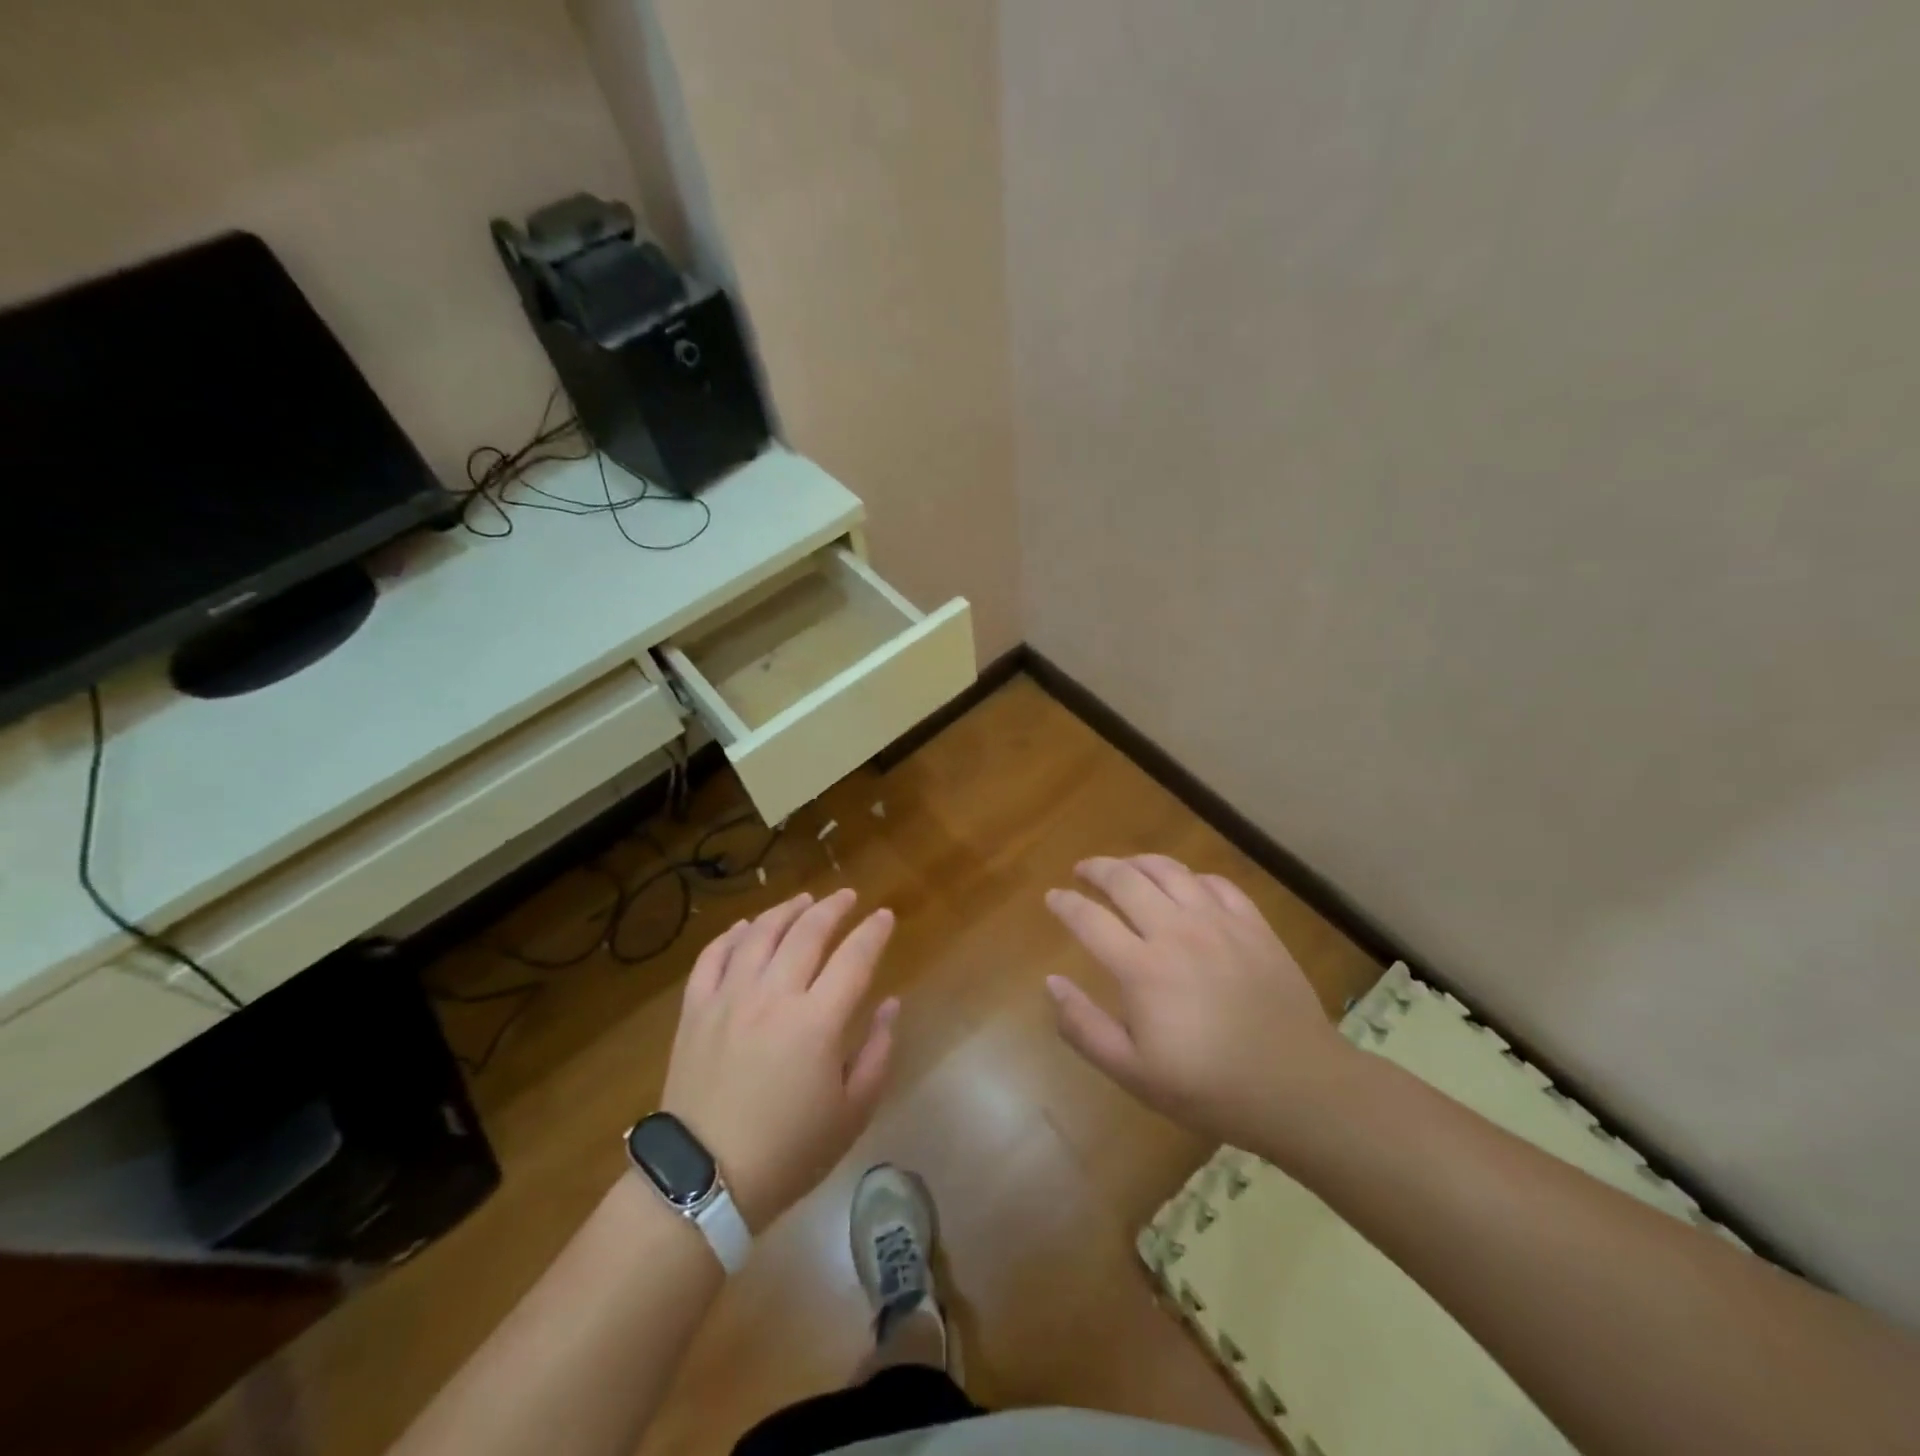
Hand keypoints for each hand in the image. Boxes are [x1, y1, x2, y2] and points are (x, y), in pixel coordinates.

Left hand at [661, 889, 898, 1231]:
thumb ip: (878, 1052)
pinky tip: (746, 927)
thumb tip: (890, 1004)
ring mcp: (729, 998)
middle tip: (848, 897)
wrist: (702, 1182)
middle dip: (833, 908)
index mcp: (818, 1021)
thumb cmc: (788, 1152)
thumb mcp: (852, 1113)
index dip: (873, 932)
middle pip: (807, 932)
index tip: (884, 916)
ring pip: (760, 934)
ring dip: (786, 910)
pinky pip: (713, 957)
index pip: (854, 958)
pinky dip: (732, 935)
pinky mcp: (695, 1010)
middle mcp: (774, 996)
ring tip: (804, 900)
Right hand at [1044, 854, 1354, 1149]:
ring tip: (1125, 867)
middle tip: (1082, 871)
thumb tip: (1052, 982)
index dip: (1064, 903)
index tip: (1052, 897)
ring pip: (1169, 871)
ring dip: (1138, 862)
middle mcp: (1176, 931)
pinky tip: (1185, 885)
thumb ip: (1084, 1027)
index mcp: (1141, 968)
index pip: (1089, 919)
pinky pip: (1215, 883)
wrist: (1298, 1088)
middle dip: (1096, 869)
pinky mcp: (1253, 925)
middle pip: (1125, 879)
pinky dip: (1190, 877)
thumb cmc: (1208, 1087)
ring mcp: (1219, 922)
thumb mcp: (1133, 1073)